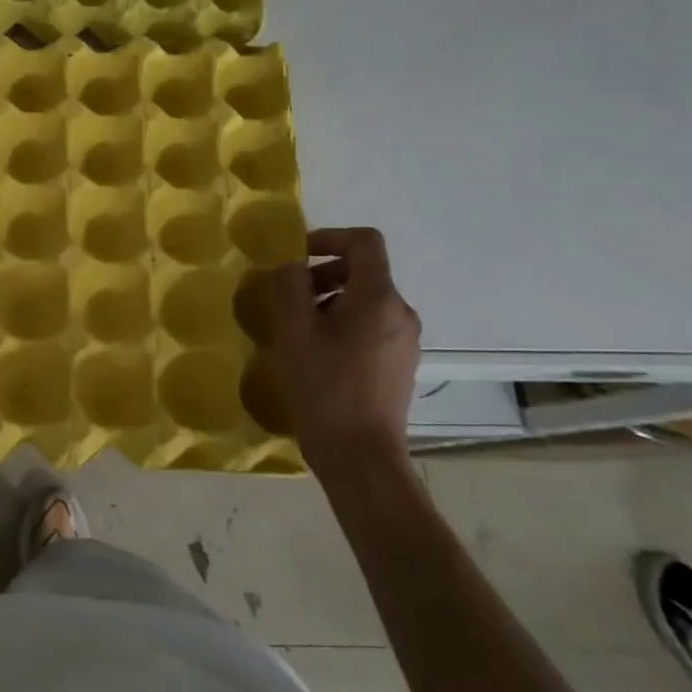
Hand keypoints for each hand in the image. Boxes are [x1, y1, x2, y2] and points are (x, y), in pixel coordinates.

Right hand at [239, 227, 420, 478]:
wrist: (360, 454)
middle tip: (287, 297)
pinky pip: (371, 328)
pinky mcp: (399, 365)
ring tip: (296, 329)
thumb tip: (290, 265)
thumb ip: (289, 287)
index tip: (296, 256)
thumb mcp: (294, 331)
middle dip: (322, 274)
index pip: (365, 242)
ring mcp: (405, 341)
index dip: (329, 237)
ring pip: (365, 302)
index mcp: (379, 298)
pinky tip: (315, 354)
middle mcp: (401, 313)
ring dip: (329, 301)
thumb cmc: (324, 386)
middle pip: (364, 272)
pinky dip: (341, 325)